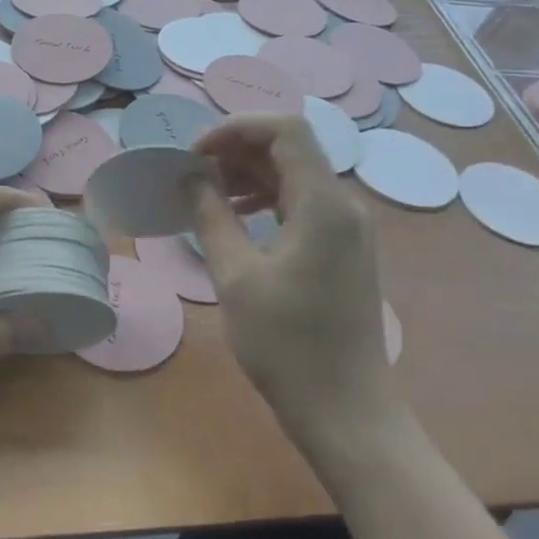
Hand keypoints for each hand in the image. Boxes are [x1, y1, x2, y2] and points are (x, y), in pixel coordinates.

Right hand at [190, 115, 404, 457]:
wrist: (345, 410)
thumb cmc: (286, 345)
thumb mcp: (235, 277)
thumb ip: (211, 216)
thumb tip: (190, 176)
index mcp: (324, 203)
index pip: (285, 129)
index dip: (236, 128)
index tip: (194, 152)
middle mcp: (344, 204)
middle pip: (290, 149)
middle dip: (237, 150)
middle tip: (191, 172)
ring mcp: (349, 228)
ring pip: (295, 176)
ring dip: (249, 174)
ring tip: (206, 192)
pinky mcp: (344, 249)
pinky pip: (303, 204)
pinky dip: (267, 199)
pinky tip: (236, 216)